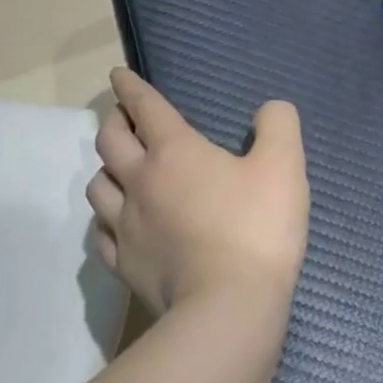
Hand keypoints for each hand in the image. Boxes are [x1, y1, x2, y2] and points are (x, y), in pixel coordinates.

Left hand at [86, 68, 309, 323]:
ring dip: (106, 169)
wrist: (229, 307)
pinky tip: (117, 223)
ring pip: (97, 187)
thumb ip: (279, 126)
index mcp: (175, 152)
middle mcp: (140, 182)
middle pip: (109, 142)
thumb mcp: (285, 166)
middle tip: (123, 119)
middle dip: (114, 122)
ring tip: (120, 170)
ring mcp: (126, 226)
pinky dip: (106, 220)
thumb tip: (270, 109)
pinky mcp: (124, 265)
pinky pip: (101, 234)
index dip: (131, 88)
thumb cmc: (257, 228)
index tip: (118, 75)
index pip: (146, 108)